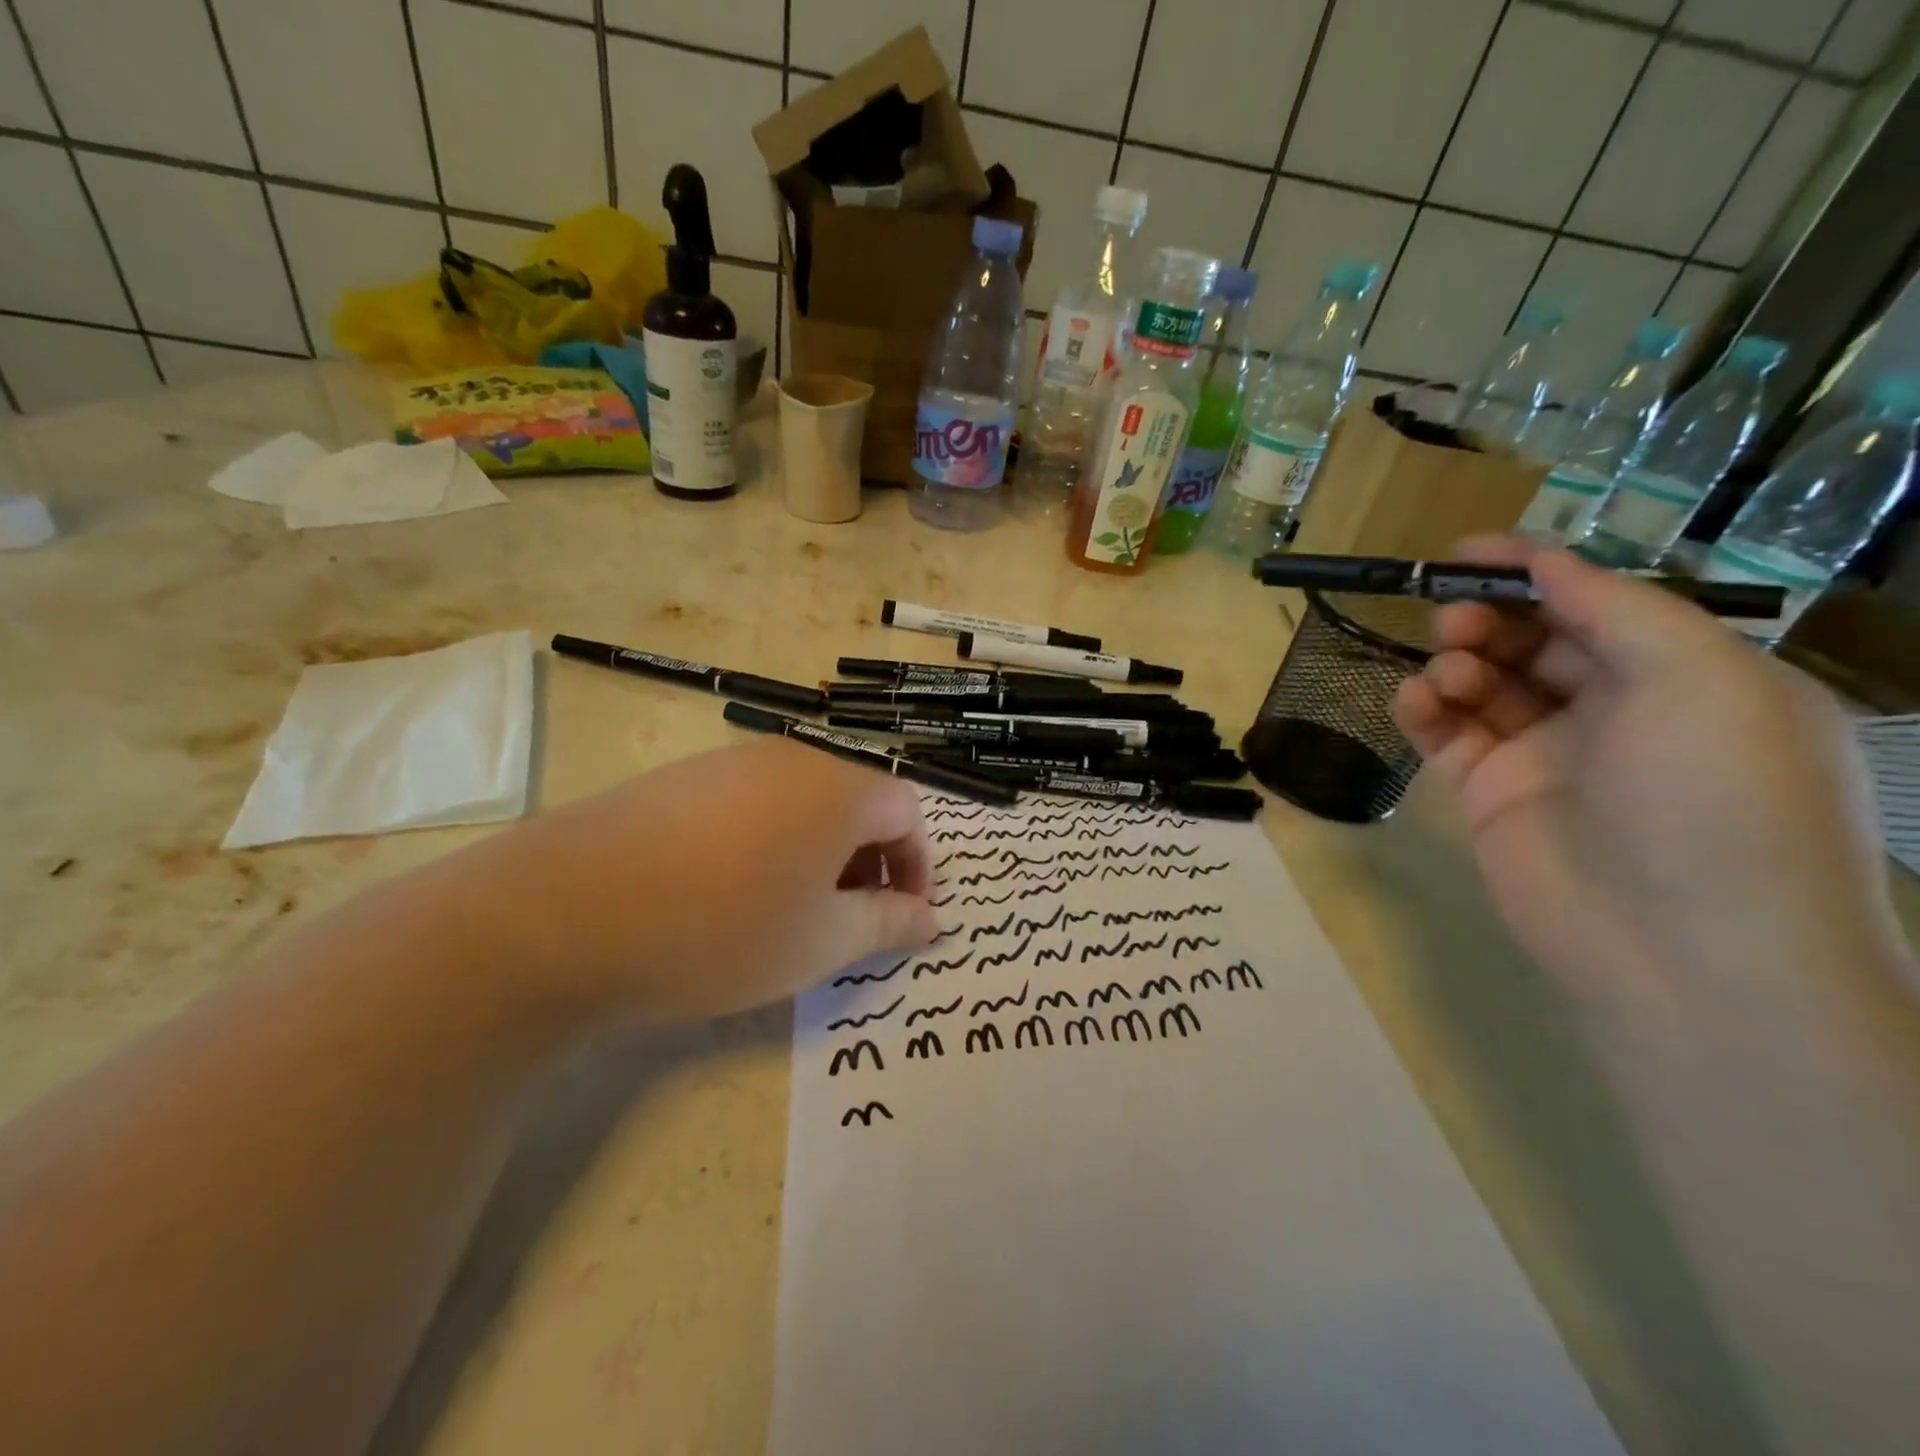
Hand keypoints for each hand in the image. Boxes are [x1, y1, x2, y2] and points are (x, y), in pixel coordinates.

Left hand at [459, 738, 937, 1020]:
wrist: (560, 914)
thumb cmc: (720, 930)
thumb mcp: (821, 942)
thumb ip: (888, 924)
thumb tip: (931, 919)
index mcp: (839, 787)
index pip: (908, 812)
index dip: (917, 868)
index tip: (902, 920)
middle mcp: (792, 757)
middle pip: (858, 800)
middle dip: (870, 861)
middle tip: (851, 921)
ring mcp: (732, 761)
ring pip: (805, 801)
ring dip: (821, 852)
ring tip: (792, 910)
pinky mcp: (682, 778)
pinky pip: (753, 802)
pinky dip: (770, 840)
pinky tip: (731, 890)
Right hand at [1392, 538, 1902, 1010]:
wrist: (1681, 949)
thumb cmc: (1714, 797)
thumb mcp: (1700, 677)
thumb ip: (1615, 609)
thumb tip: (1546, 562)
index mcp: (1686, 678)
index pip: (1598, 605)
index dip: (1535, 571)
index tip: (1465, 552)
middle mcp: (1618, 712)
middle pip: (1533, 641)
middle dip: (1488, 618)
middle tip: (1451, 617)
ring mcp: (1549, 757)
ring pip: (1484, 685)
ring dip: (1455, 662)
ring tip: (1445, 671)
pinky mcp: (1491, 795)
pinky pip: (1447, 736)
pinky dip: (1425, 709)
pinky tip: (1416, 700)